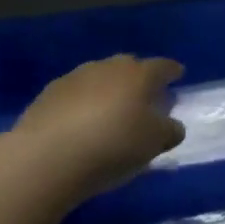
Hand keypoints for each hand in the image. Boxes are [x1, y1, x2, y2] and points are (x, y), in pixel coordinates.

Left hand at [9, 54, 185, 202]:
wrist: (47, 157)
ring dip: (107, 90)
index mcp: (139, 74)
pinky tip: (78, 123)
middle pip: (129, 67)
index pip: (162, 66)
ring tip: (108, 112)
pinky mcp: (48, 94)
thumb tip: (172, 125)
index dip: (172, 71)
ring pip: (99, 77)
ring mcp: (76, 77)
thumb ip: (169, 131)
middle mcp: (109, 67)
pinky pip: (74, 93)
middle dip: (138, 78)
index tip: (177, 75)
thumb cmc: (112, 146)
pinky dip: (81, 103)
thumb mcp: (153, 144)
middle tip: (142, 97)